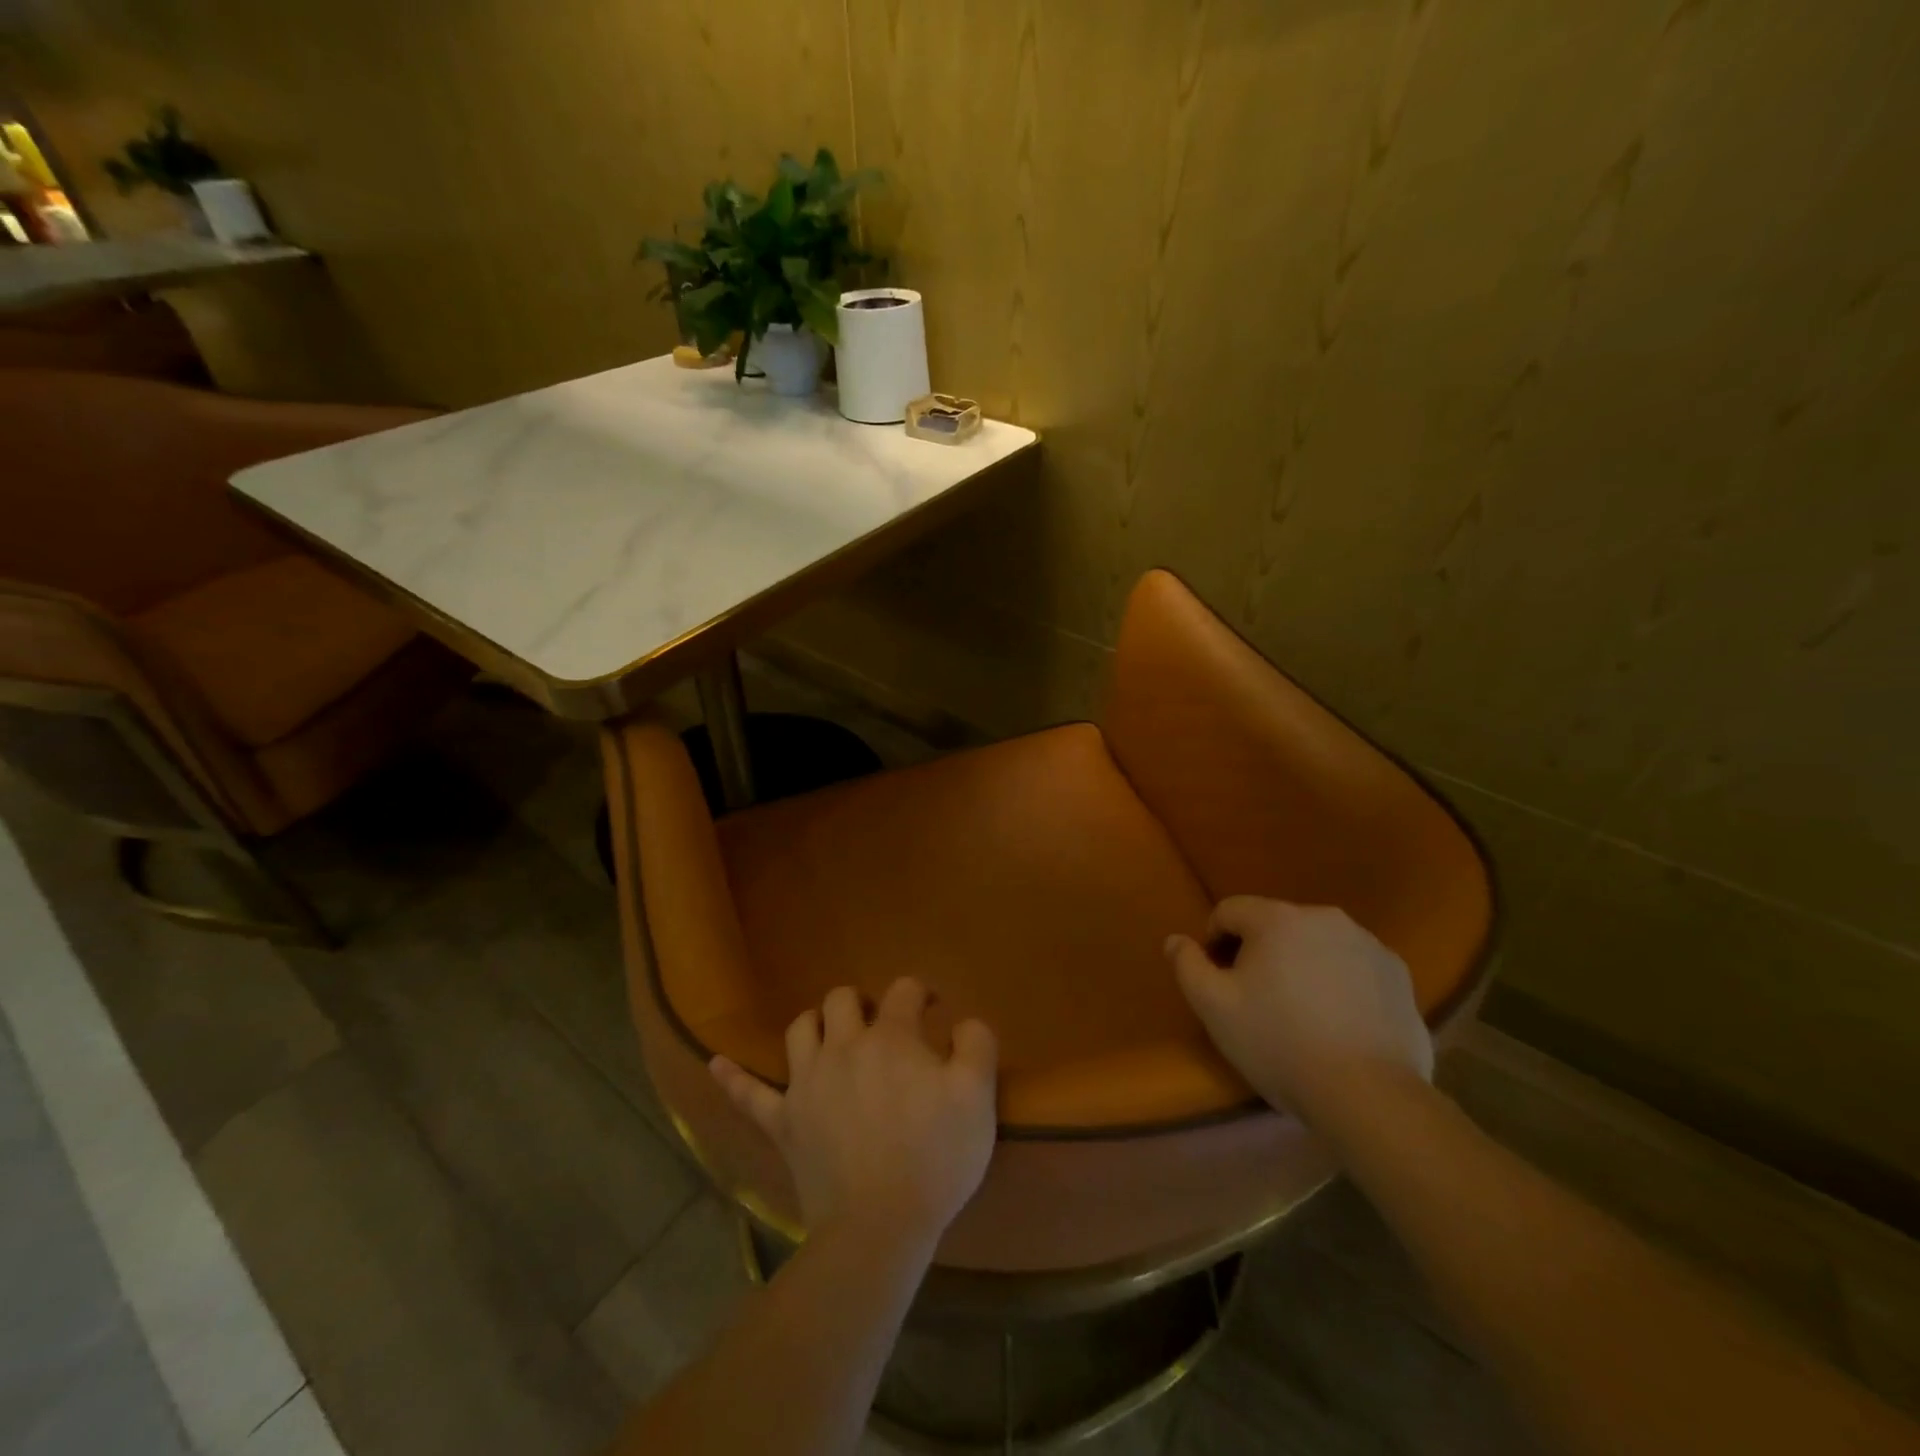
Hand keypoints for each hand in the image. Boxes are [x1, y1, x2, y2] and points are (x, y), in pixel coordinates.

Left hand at [710, 977, 998, 1245]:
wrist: (879, 1226)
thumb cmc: (935, 1158)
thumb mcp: (978, 1098)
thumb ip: (976, 1045)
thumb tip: (963, 1021)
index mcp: (891, 1038)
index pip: (904, 991)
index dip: (921, 991)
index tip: (932, 1008)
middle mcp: (843, 1047)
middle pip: (843, 999)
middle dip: (864, 1003)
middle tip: (882, 1025)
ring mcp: (806, 1083)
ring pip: (800, 1029)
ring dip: (816, 1023)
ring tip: (832, 1035)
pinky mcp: (783, 1122)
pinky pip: (749, 1094)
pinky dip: (732, 1077)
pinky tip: (715, 1062)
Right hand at [1166, 897, 1432, 1124]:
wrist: (1370, 1095)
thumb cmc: (1279, 1043)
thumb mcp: (1214, 1008)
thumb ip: (1187, 966)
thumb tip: (1176, 940)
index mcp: (1277, 919)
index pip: (1229, 911)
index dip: (1214, 940)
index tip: (1217, 979)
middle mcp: (1324, 917)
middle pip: (1275, 924)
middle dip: (1259, 952)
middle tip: (1255, 999)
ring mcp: (1368, 944)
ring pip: (1316, 944)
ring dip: (1301, 964)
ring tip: (1299, 1012)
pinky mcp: (1398, 975)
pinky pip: (1353, 966)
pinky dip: (1339, 982)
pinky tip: (1338, 1022)